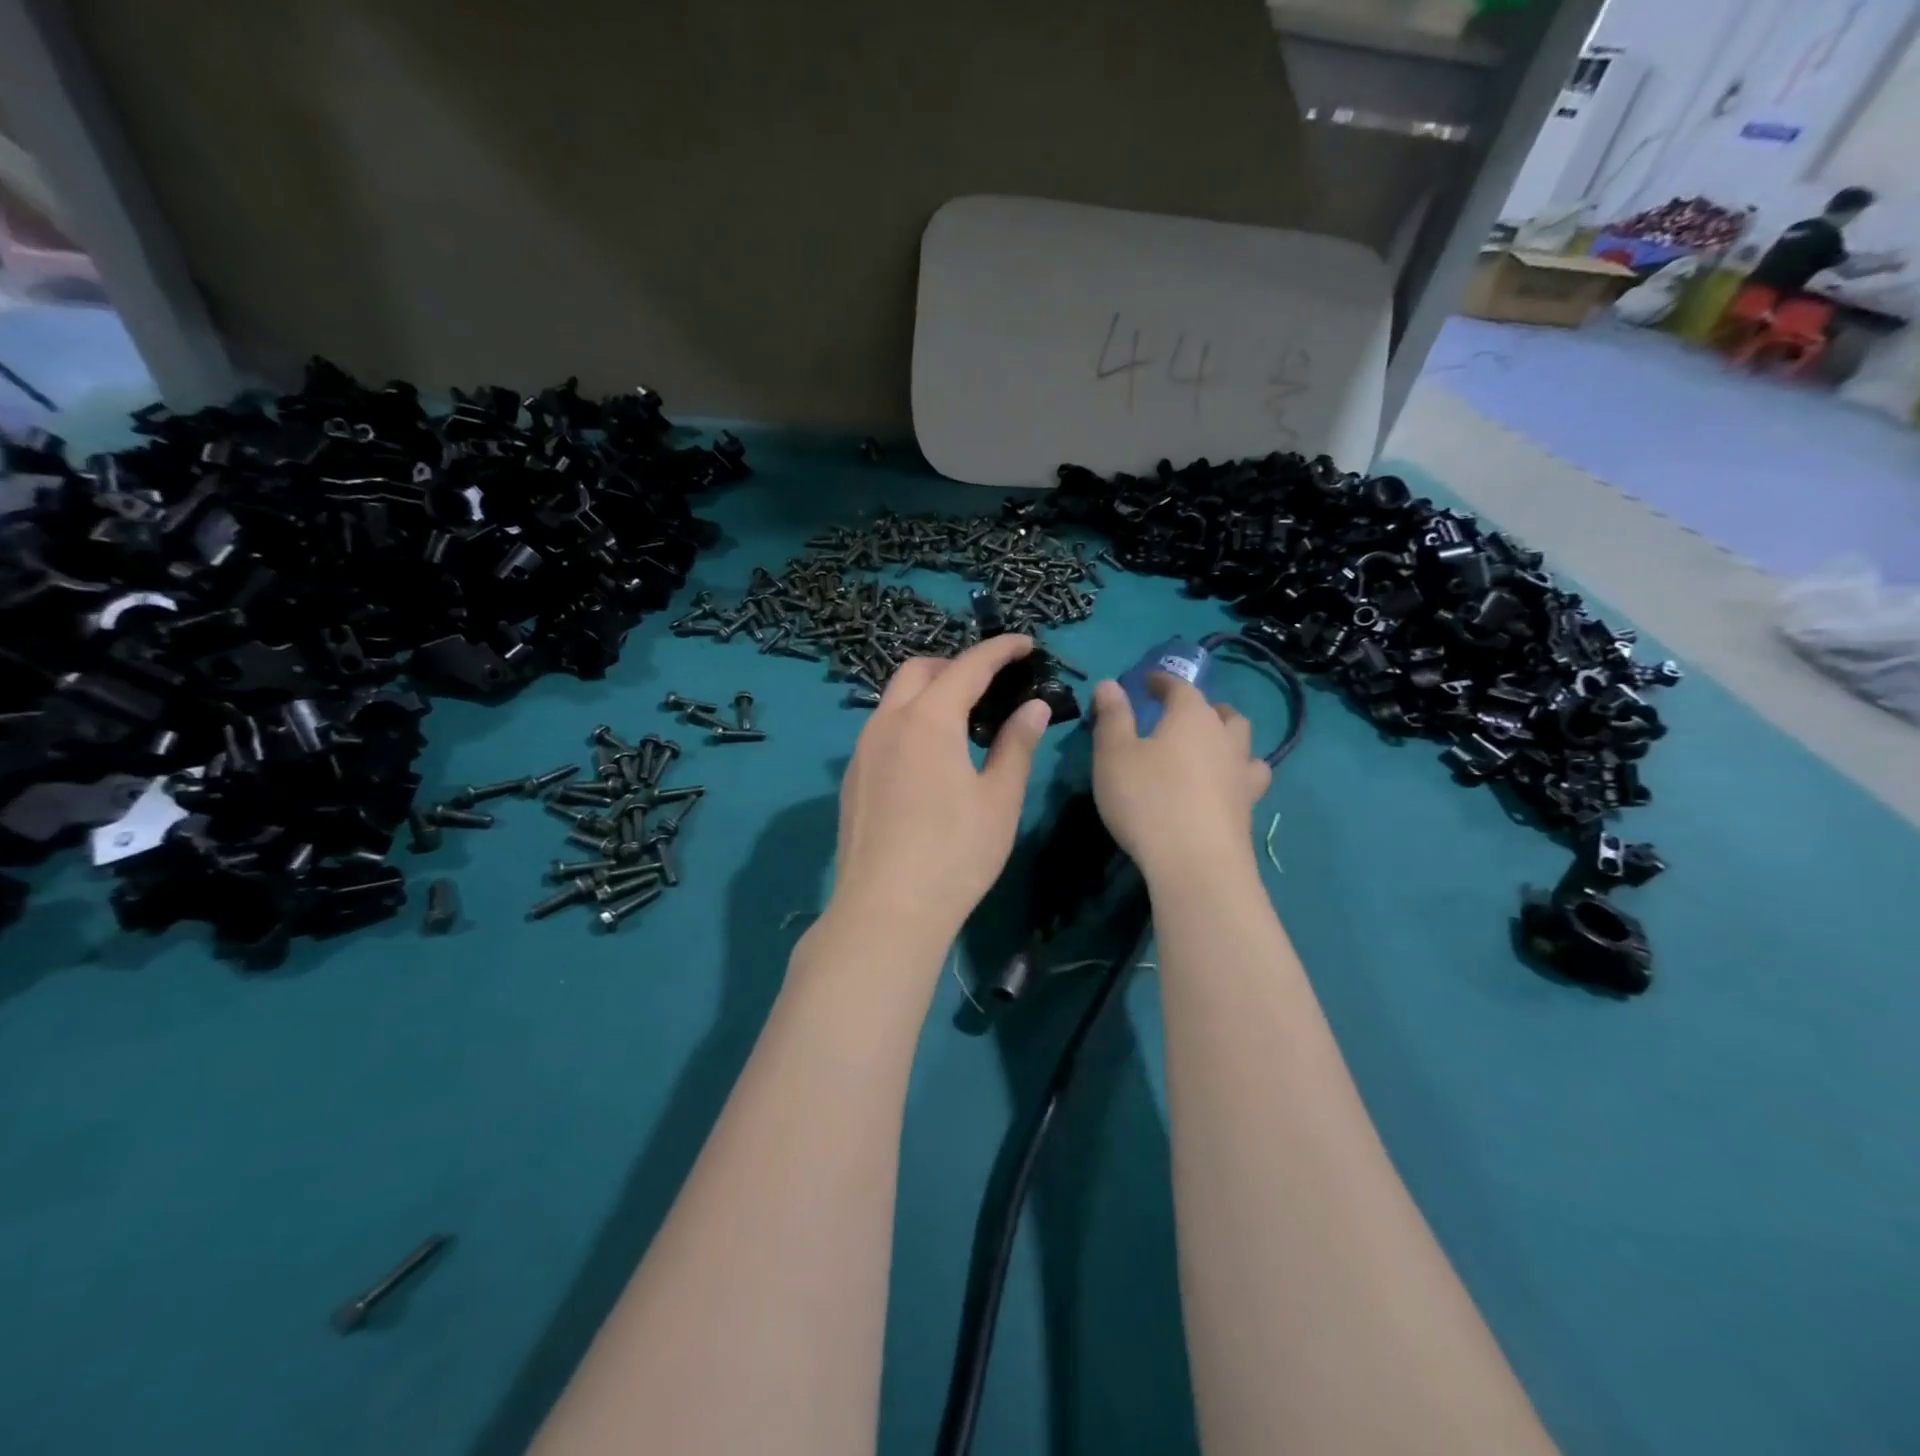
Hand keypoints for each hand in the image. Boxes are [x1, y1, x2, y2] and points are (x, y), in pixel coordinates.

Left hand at [827, 635, 1052, 953]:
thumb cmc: (955, 853)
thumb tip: (1034, 707)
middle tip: (990, 683)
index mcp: (928, 719)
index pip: (968, 667)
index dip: (999, 650)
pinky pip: (882, 729)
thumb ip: (1016, 745)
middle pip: (919, 671)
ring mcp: (863, 750)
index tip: (1024, 644)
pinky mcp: (853, 778)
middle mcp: (887, 722)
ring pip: (894, 699)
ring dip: (928, 693)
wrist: (886, 910)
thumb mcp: (999, 798)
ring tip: (962, 719)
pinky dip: (909, 722)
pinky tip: (929, 757)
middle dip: (955, 665)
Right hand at [1090, 675, 1270, 885]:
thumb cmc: (1147, 799)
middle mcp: (1224, 738)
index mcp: (1191, 717)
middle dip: (1204, 708)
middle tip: (1182, 717)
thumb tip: (1111, 684)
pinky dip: (1236, 775)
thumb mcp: (1114, 755)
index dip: (1163, 682)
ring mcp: (1242, 774)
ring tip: (1210, 749)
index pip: (1180, 687)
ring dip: (1227, 739)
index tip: (1149, 683)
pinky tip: (1223, 788)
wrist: (1196, 863)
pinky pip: (1248, 779)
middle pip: (1222, 713)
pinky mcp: (1249, 809)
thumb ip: (1113, 717)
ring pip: (1243, 744)